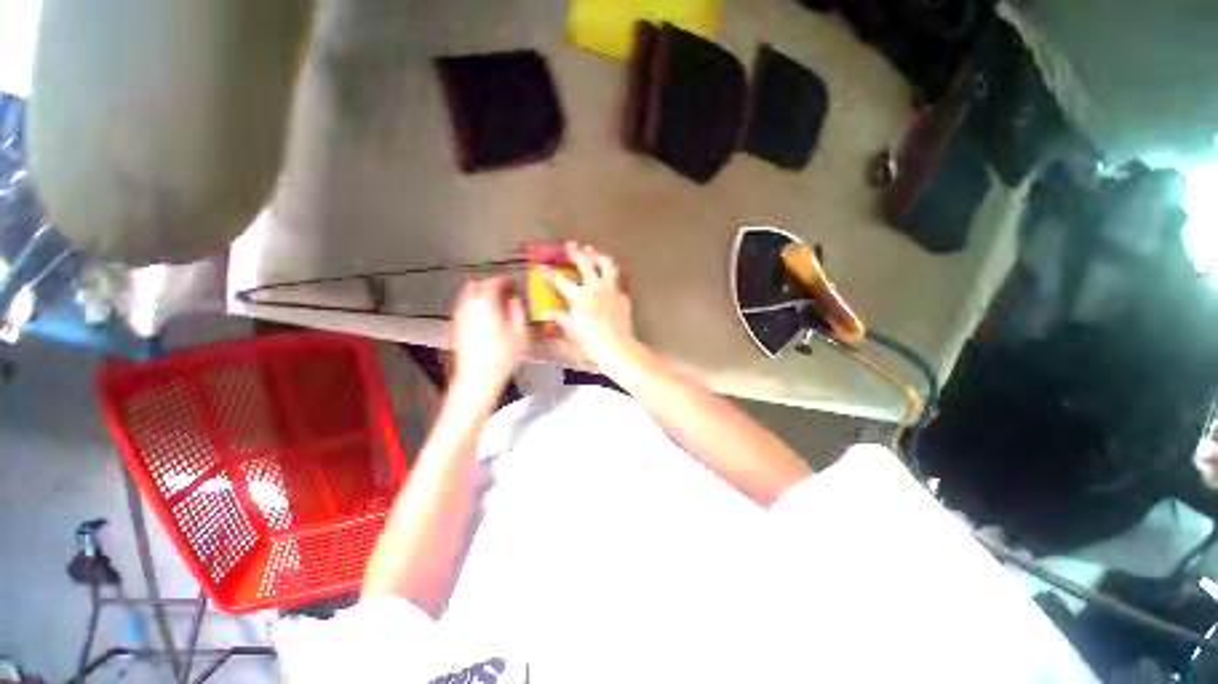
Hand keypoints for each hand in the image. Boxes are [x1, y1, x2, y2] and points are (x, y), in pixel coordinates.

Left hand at [450, 278, 527, 402]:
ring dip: (479, 295)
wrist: (478, 377)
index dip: (503, 280)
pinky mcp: (456, 328)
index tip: (509, 283)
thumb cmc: (499, 358)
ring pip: (467, 296)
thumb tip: (516, 302)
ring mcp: (460, 318)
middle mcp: (470, 308)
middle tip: (501, 289)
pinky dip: (473, 306)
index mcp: (486, 305)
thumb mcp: (520, 334)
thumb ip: (518, 312)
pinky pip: (463, 308)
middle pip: (476, 285)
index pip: (493, 282)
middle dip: (488, 284)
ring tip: (493, 301)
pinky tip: (483, 316)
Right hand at [542, 242, 636, 367]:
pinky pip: (618, 279)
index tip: (542, 266)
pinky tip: (610, 273)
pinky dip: (612, 273)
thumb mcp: (571, 329)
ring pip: (606, 265)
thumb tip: (547, 314)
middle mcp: (595, 287)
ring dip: (598, 256)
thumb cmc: (590, 340)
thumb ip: (560, 318)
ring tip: (593, 251)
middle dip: (576, 252)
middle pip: (585, 263)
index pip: (560, 281)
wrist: (615, 346)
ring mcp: (611, 289)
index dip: (550, 273)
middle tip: (571, 245)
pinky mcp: (622, 295)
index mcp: (579, 296)